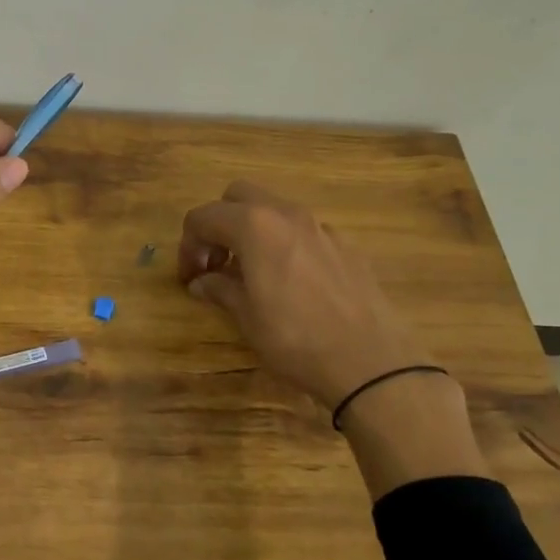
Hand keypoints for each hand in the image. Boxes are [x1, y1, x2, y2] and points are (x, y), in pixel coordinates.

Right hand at [178, 181, 433, 406]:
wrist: (371, 363)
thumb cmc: (296, 338)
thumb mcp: (246, 317)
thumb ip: (220, 289)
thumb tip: (203, 282)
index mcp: (254, 226)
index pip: (203, 217)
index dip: (188, 245)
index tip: (189, 277)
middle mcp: (287, 215)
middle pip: (238, 196)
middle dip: (219, 223)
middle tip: (216, 262)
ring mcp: (322, 228)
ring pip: (274, 210)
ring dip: (252, 231)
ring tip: (250, 273)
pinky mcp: (347, 247)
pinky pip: (303, 231)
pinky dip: (284, 244)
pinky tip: (290, 283)